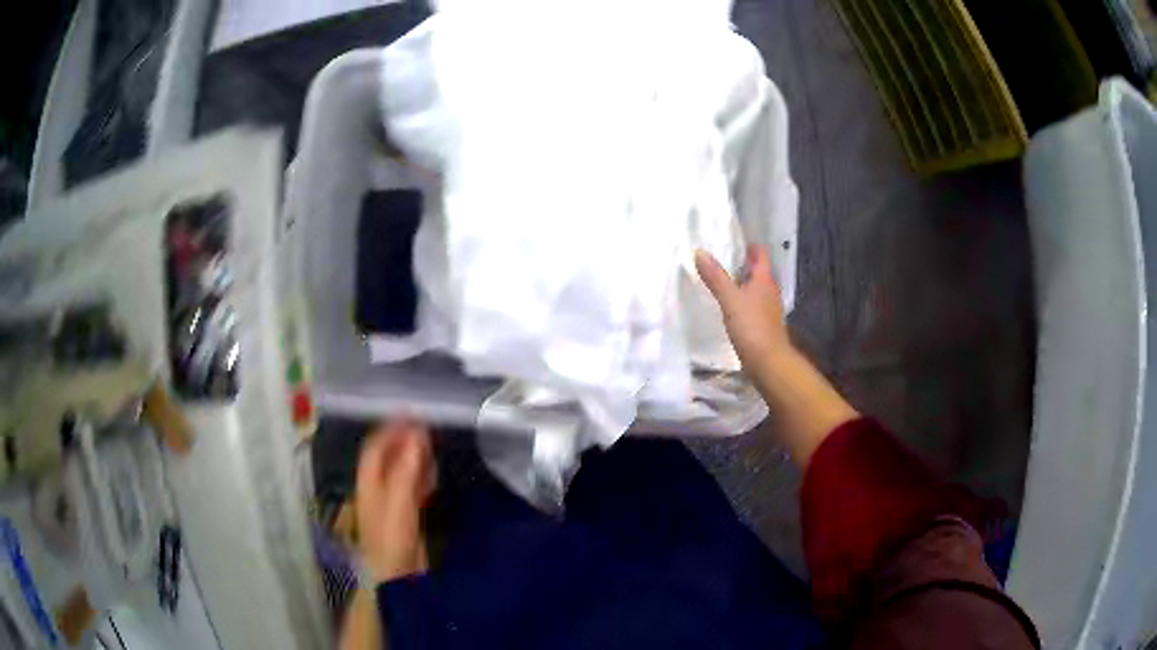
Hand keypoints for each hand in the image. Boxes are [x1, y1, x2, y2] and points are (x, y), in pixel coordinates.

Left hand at [354, 419, 434, 582]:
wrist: (396, 578)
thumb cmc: (391, 542)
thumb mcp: (398, 505)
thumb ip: (406, 471)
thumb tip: (416, 436)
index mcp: (368, 483)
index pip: (375, 448)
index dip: (390, 428)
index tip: (411, 412)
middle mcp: (377, 489)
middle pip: (388, 457)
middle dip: (404, 440)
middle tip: (427, 426)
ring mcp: (391, 503)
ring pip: (401, 471)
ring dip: (414, 456)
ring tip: (432, 444)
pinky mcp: (406, 517)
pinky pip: (413, 488)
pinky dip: (422, 476)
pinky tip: (433, 473)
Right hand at [695, 245, 790, 367]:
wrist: (769, 362)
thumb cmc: (752, 326)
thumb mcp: (730, 299)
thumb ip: (716, 277)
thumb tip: (700, 252)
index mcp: (764, 280)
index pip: (760, 254)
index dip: (750, 246)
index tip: (734, 241)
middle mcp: (770, 291)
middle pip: (759, 271)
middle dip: (744, 264)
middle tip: (723, 259)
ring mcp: (768, 309)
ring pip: (756, 289)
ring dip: (743, 283)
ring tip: (723, 281)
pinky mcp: (764, 325)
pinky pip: (753, 306)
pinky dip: (743, 301)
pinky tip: (731, 307)